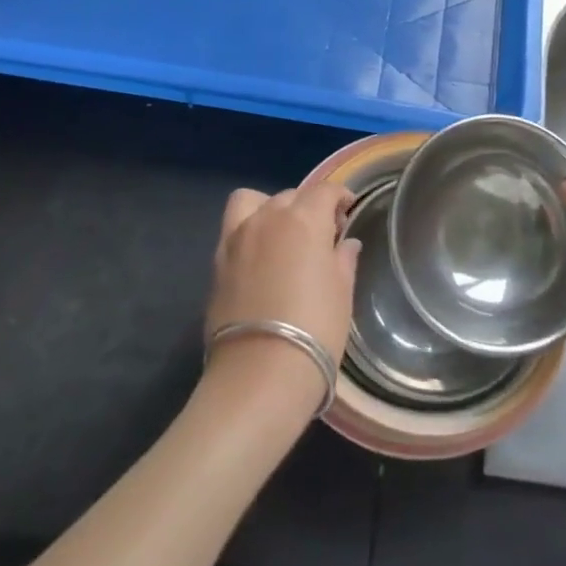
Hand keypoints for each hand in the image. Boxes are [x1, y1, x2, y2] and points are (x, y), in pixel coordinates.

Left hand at [204, 185, 360, 403]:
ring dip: (271, 209)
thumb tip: (345, 243)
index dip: (340, 197)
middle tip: (321, 235)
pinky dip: (248, 230)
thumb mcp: (342, 293)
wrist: (260, 373)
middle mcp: (268, 217)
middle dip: (308, 207)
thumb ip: (343, 259)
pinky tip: (260, 257)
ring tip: (283, 236)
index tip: (348, 210)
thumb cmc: (315, 329)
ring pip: (255, 201)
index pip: (325, 191)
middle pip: (291, 196)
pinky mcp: (217, 261)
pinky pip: (234, 228)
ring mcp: (237, 237)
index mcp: (304, 219)